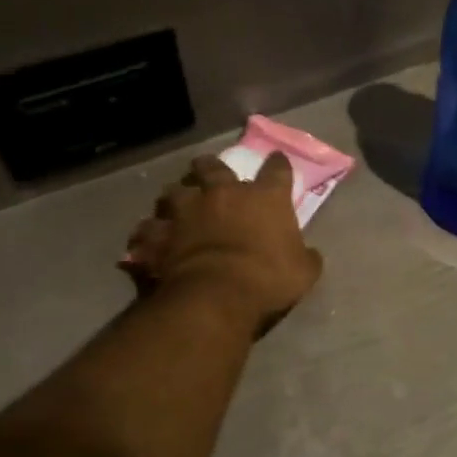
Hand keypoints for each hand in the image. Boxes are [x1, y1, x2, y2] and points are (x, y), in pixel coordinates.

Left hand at [122, 153, 323, 328]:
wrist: (216, 296)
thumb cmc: (268, 279)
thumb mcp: (303, 272)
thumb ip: (306, 257)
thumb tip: (310, 255)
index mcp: (264, 198)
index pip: (277, 170)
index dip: (278, 164)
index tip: (277, 160)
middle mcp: (223, 194)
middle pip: (213, 167)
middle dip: (210, 167)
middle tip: (207, 171)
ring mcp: (186, 211)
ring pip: (173, 191)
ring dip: (175, 196)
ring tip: (175, 205)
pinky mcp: (158, 235)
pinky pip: (147, 230)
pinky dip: (148, 235)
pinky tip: (148, 241)